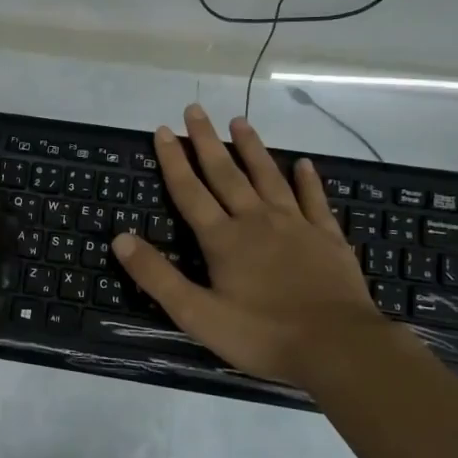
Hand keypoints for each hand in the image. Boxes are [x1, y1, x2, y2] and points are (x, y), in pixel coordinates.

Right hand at [113, 104, 404, 387]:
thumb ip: (157, 276)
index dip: (173, 161)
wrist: (338, 347)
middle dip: (206, 141)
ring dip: (252, 149)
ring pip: (268, 177)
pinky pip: (314, 200)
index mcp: (223, 239)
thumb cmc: (262, 335)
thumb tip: (120, 238)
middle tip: (195, 109)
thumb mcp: (197, 314)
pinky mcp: (327, 238)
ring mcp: (296, 226)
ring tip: (239, 121)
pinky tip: (303, 163)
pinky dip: (307, 180)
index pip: (190, 192)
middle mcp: (256, 221)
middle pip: (226, 174)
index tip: (162, 130)